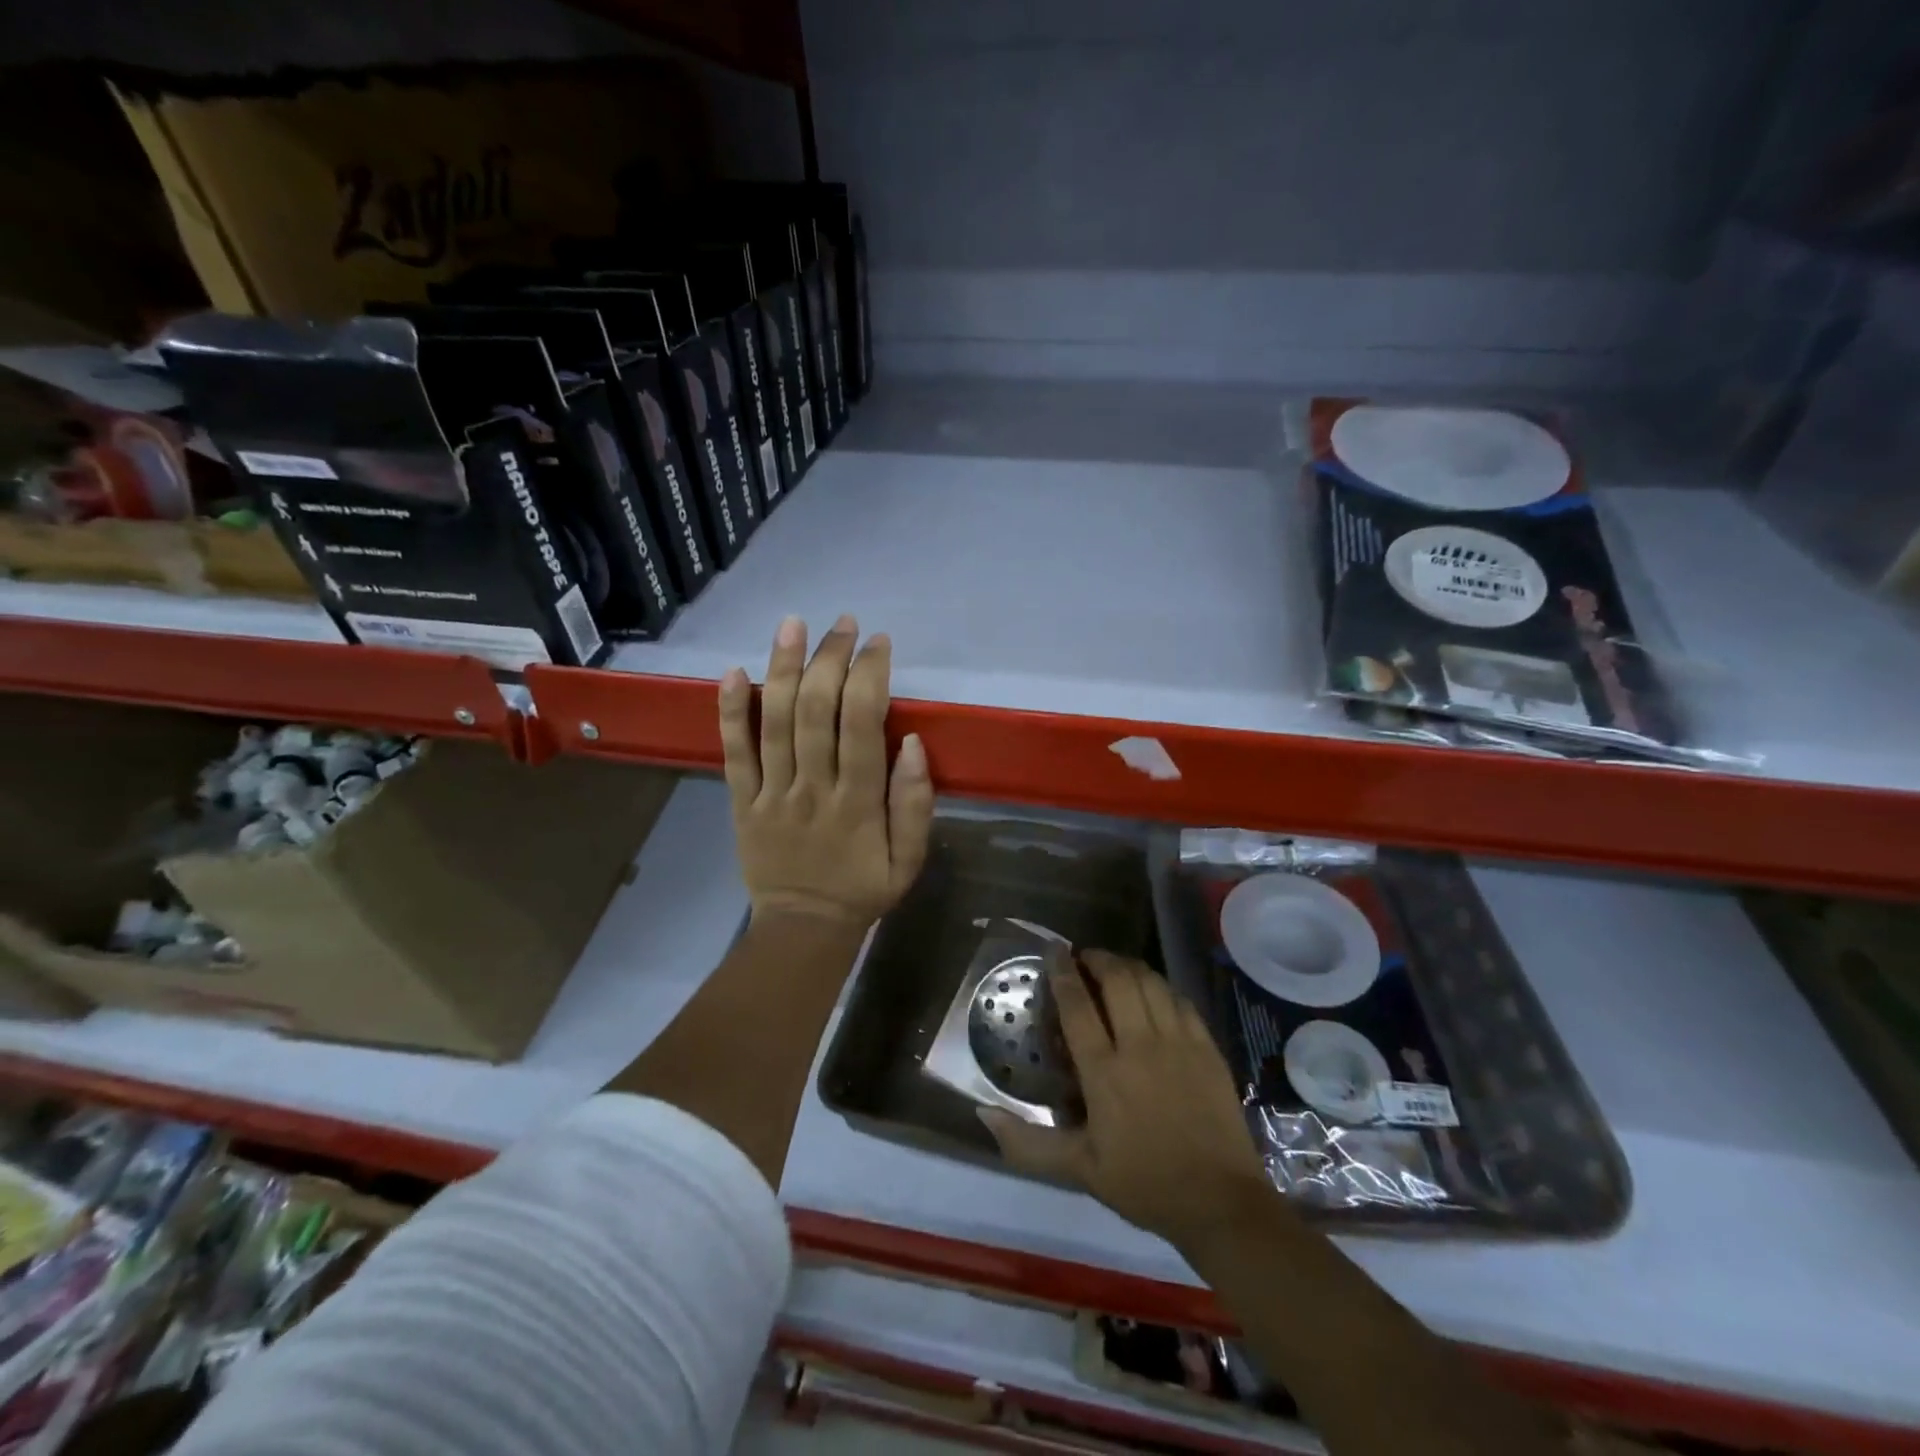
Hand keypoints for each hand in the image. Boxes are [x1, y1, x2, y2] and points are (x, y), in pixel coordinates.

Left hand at [718, 614, 933, 927]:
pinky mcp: (740, 802)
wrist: (803, 928)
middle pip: (816, 710)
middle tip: (842, 624)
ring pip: (773, 721)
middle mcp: (812, 788)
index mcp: (858, 801)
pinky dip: (729, 711)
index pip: (863, 724)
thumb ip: (915, 803)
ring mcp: (771, 793)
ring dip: (782, 667)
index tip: (879, 643)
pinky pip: (733, 752)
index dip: (870, 675)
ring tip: (792, 624)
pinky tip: (731, 670)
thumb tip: (915, 743)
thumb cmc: (863, 888)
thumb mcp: (910, 859)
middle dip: (830, 659)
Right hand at [979, 950, 1275, 1250]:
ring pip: (1150, 982)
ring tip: (1115, 966)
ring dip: (1128, 966)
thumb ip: (1028, 1142)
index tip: (1053, 951)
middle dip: (1097, 958)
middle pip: (1117, 980)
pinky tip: (1153, 990)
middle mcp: (1140, 1046)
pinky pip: (1180, 999)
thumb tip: (983, 1112)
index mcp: (1104, 1073)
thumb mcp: (1079, 1170)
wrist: (1220, 1203)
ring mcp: (1178, 1042)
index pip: (1077, 1005)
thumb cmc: (1144, 1184)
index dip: (1062, 972)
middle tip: (1084, 956)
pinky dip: (1161, 986)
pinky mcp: (1207, 1048)